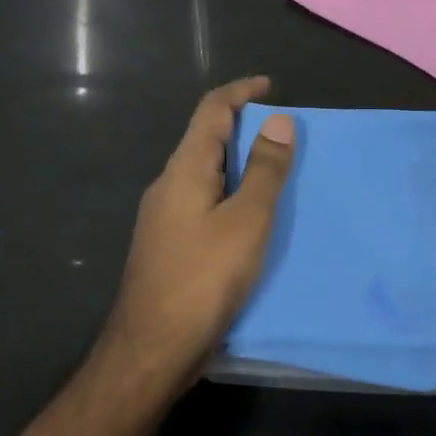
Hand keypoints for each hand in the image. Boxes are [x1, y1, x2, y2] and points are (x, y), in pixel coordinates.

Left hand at [98, 77, 295, 397]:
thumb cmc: (202, 279)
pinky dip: (229, 193)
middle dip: (243, 127)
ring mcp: (163, 215)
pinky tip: (250, 218)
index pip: (211, 110)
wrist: (150, 350)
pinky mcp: (168, 244)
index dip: (240, 91)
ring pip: (205, 172)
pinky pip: (203, 200)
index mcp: (185, 169)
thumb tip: (280, 121)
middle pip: (206, 138)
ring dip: (238, 163)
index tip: (270, 86)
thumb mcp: (246, 221)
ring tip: (275, 173)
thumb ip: (264, 171)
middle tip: (284, 135)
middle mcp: (169, 184)